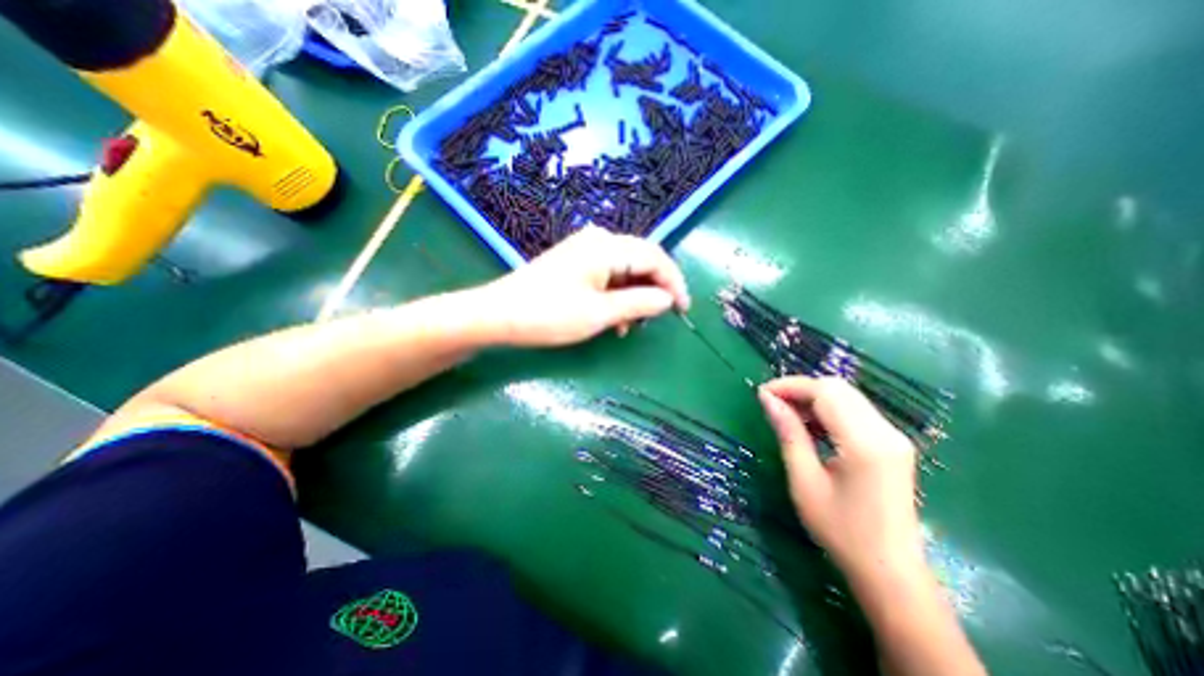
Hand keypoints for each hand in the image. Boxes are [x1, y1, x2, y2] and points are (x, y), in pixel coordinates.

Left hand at [477, 226, 684, 347]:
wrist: (499, 314)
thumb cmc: (549, 314)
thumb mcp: (600, 313)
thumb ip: (639, 303)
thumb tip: (668, 299)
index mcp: (607, 247)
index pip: (655, 258)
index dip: (674, 283)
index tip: (683, 309)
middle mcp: (599, 240)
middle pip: (642, 260)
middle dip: (654, 290)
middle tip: (658, 318)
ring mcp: (585, 250)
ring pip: (626, 270)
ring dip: (635, 296)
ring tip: (632, 325)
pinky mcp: (576, 262)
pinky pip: (609, 275)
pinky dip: (617, 296)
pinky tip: (614, 319)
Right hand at [756, 377, 923, 577]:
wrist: (891, 573)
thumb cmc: (841, 531)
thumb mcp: (805, 481)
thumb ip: (789, 433)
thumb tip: (767, 399)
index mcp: (865, 443)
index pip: (825, 393)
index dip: (790, 386)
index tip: (762, 393)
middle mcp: (886, 432)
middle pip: (838, 388)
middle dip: (800, 388)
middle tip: (772, 403)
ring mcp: (893, 437)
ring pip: (847, 396)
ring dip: (813, 398)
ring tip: (786, 414)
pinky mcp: (893, 444)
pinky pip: (856, 411)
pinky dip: (828, 409)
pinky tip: (810, 425)